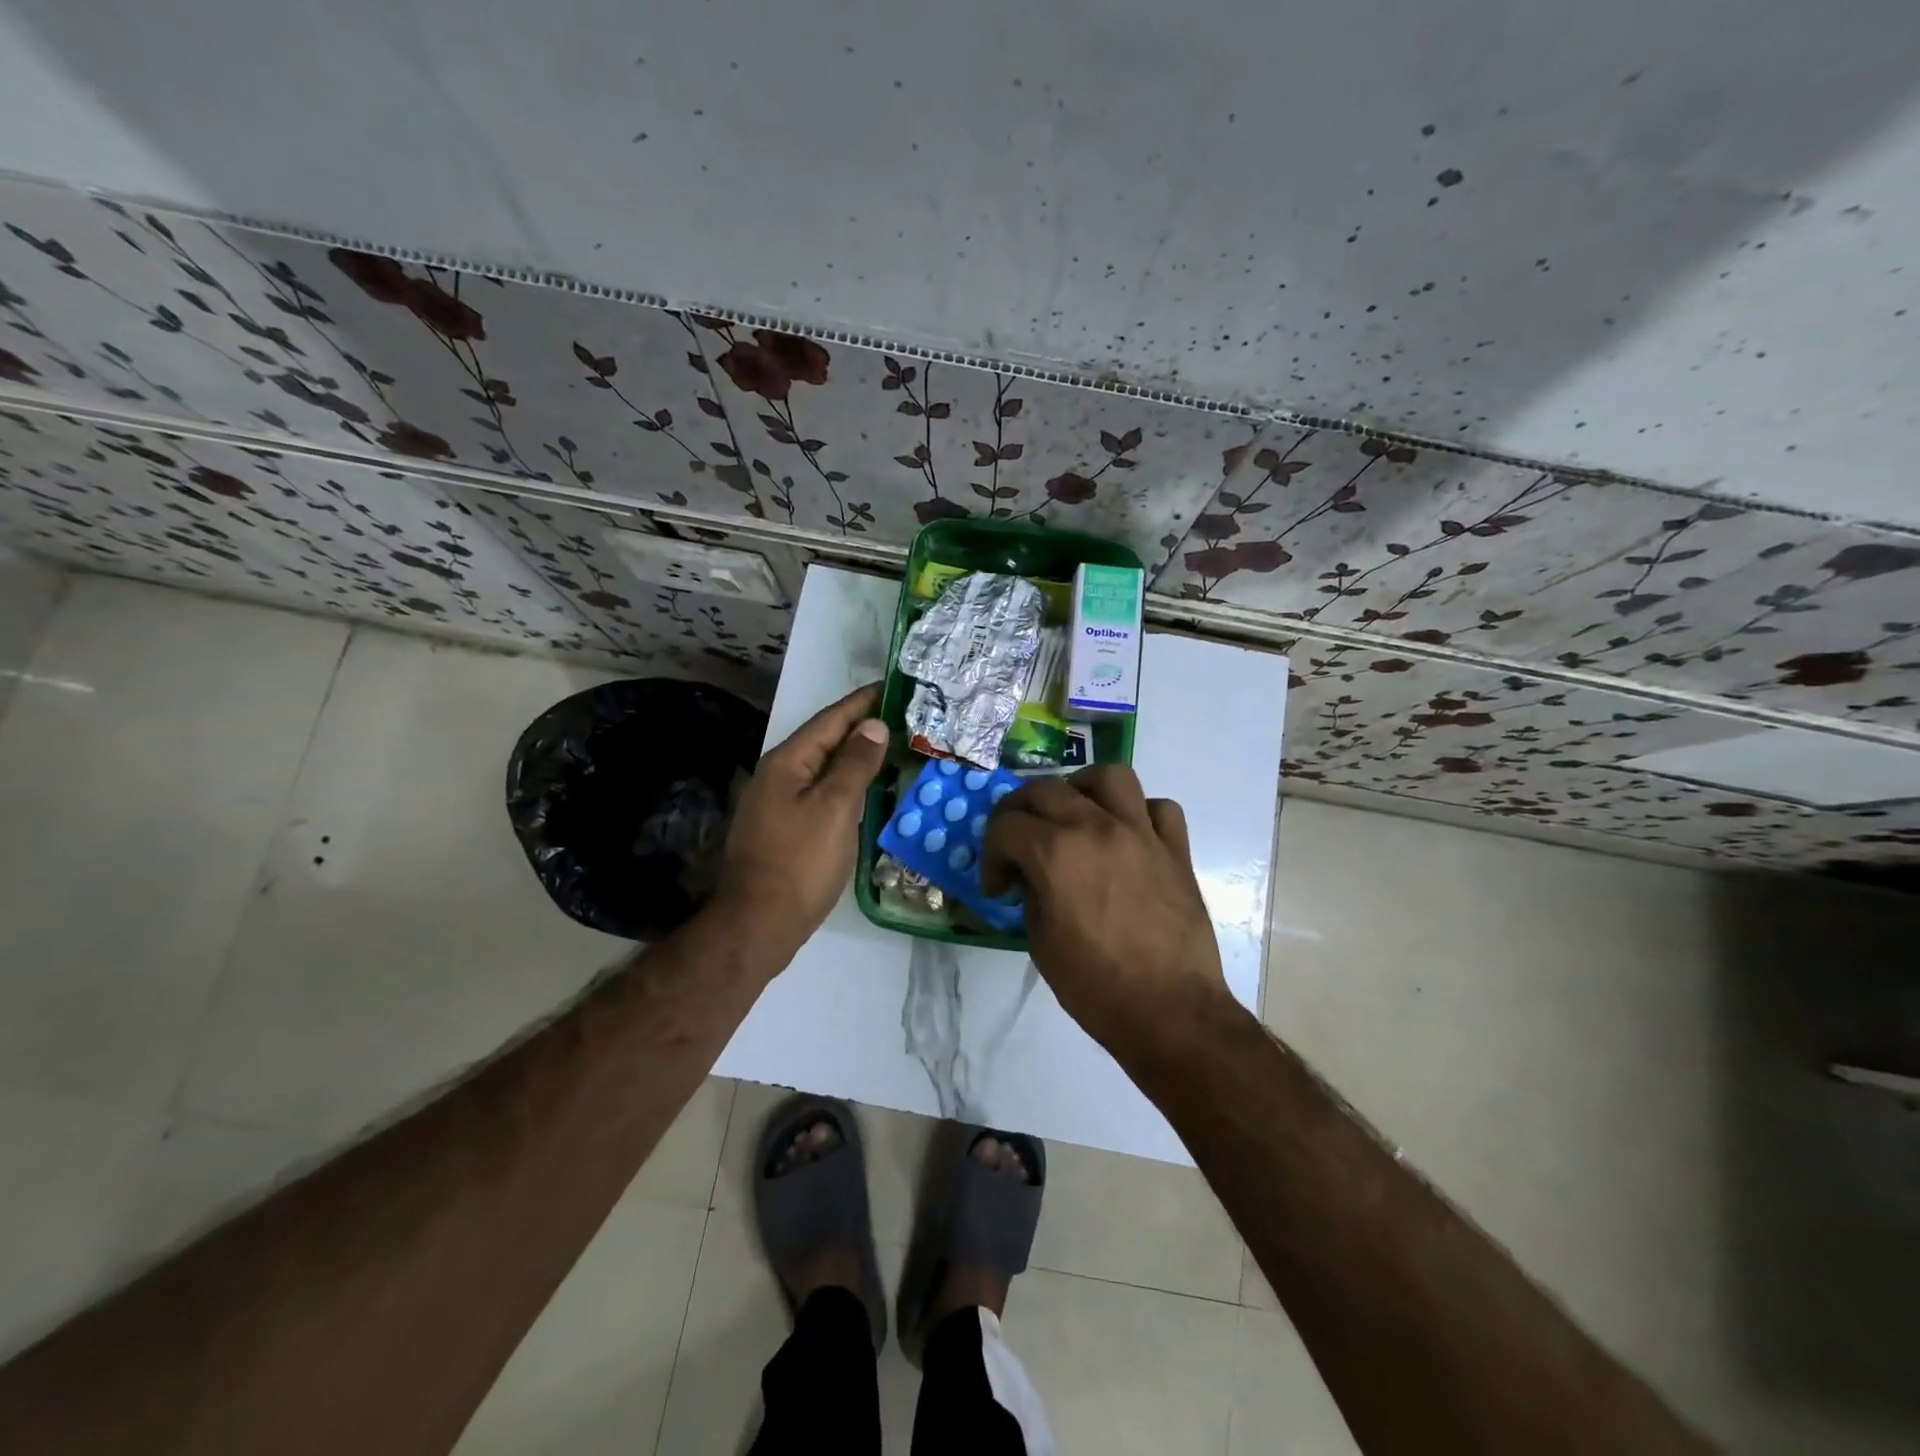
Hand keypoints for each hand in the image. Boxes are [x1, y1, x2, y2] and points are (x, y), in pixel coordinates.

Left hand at [712, 684, 888, 957]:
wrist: (758, 923)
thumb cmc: (800, 862)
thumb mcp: (835, 808)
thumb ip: (855, 764)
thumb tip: (873, 725)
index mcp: (787, 762)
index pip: (830, 720)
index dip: (862, 702)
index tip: (892, 685)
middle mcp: (778, 776)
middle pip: (824, 741)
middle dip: (860, 727)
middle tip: (901, 717)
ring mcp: (777, 804)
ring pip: (822, 769)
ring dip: (854, 756)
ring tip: (889, 748)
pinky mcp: (783, 829)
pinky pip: (819, 793)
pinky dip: (845, 784)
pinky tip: (864, 791)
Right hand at [981, 765, 1227, 1059]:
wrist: (1170, 1012)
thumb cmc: (1096, 986)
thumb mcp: (1040, 942)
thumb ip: (1030, 893)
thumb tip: (1031, 875)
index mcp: (1056, 853)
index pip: (1005, 825)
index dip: (991, 854)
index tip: (997, 886)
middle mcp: (1097, 827)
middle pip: (1045, 788)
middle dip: (1019, 811)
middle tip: (1017, 842)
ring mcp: (1141, 833)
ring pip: (1109, 776)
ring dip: (1082, 788)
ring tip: (1074, 813)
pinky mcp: (1176, 849)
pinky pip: (1158, 808)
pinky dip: (1138, 813)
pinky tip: (1127, 836)